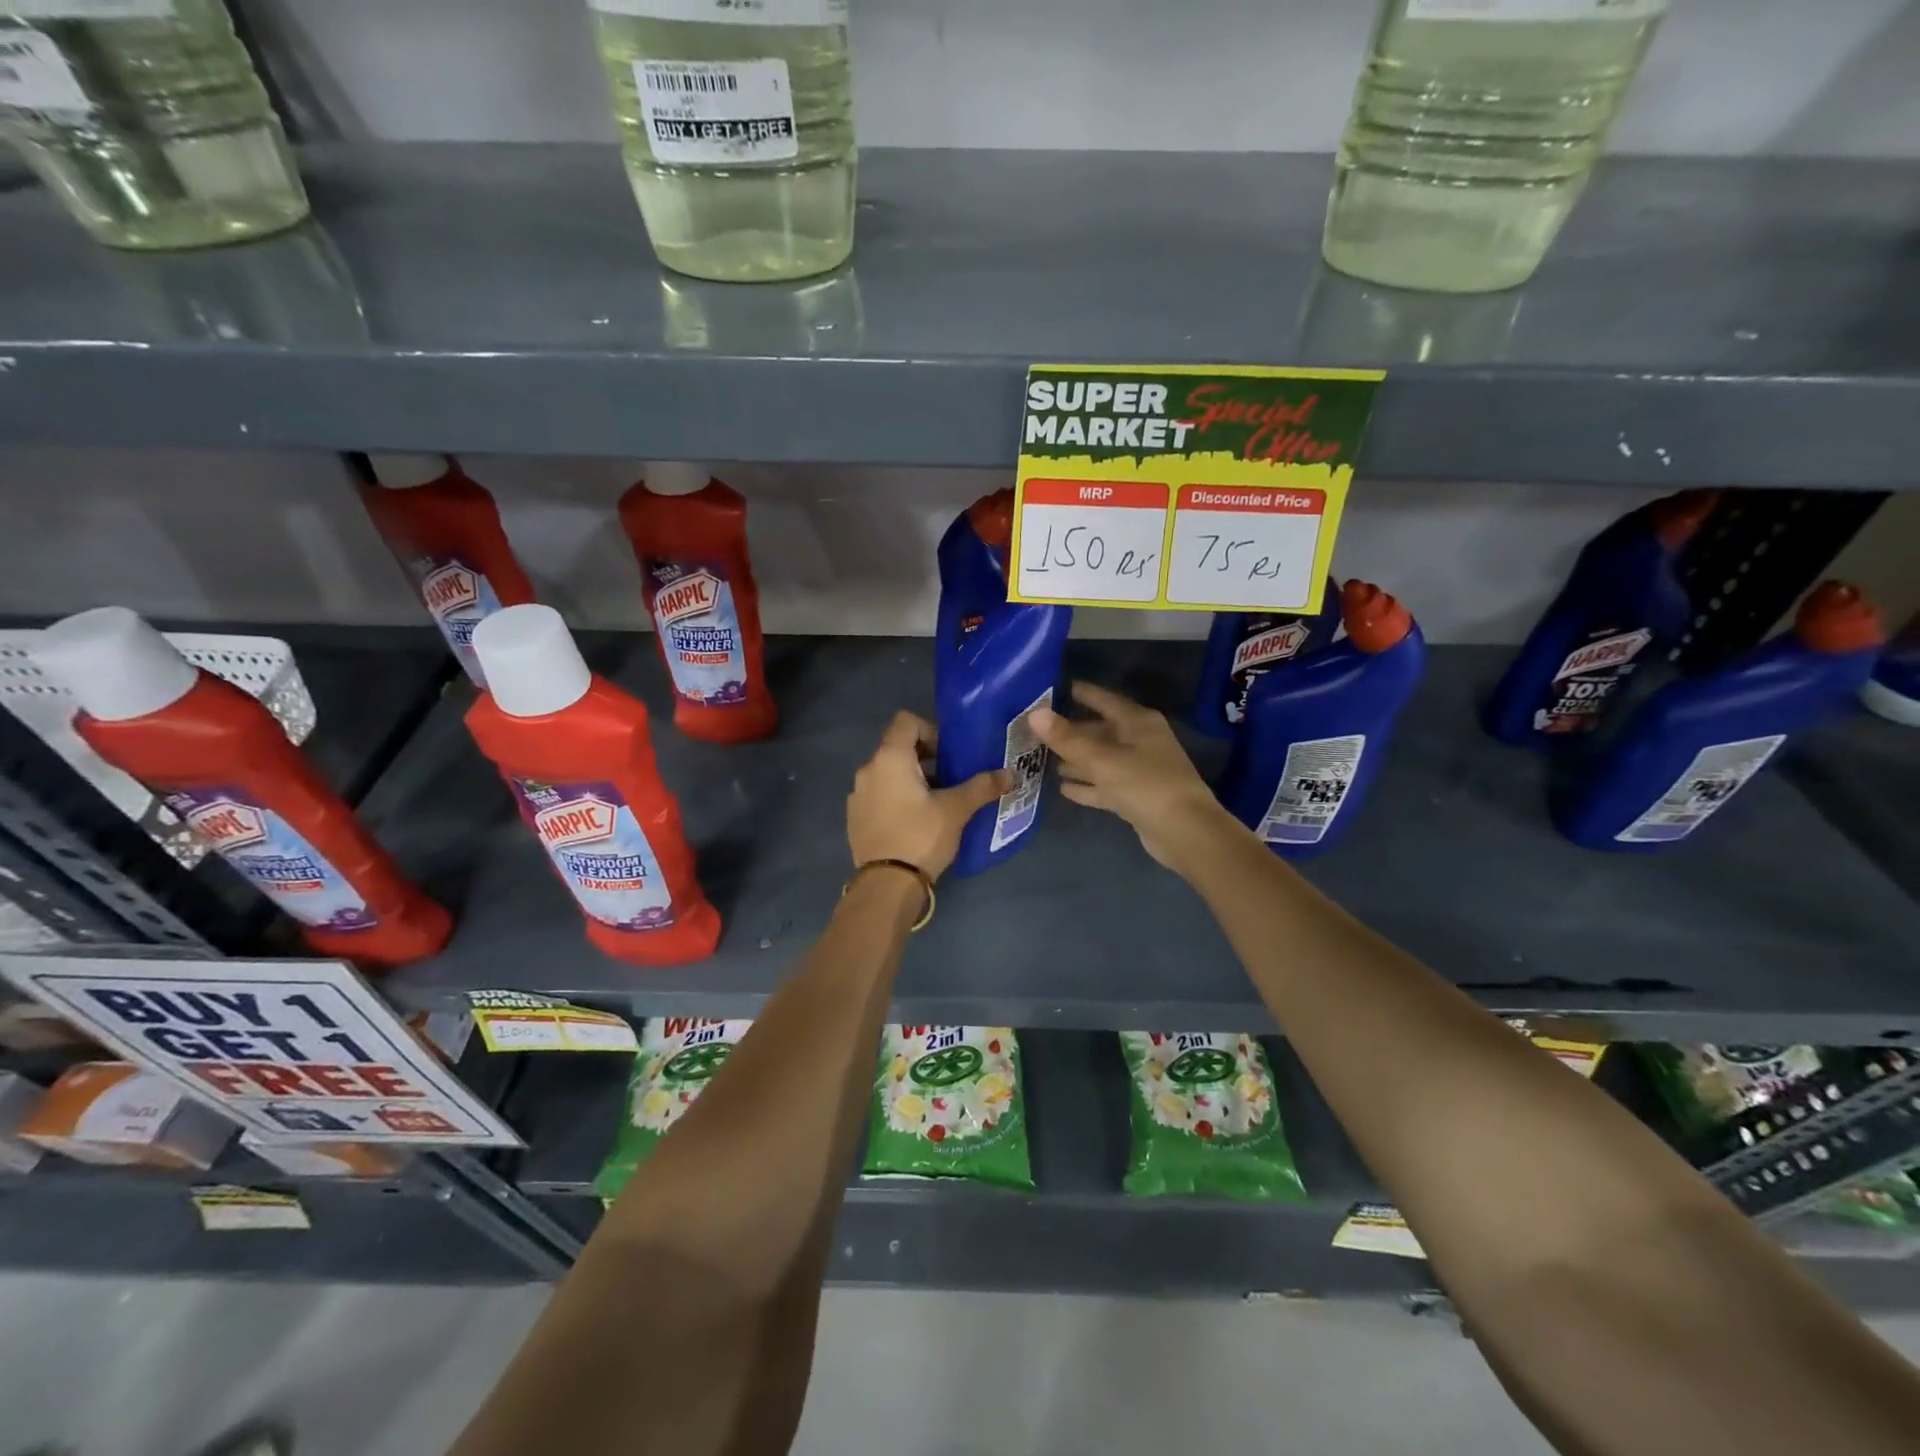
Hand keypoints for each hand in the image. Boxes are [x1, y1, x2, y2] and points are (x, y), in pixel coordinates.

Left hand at [848, 711, 1008, 880]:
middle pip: (896, 747)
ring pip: (887, 773)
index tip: (947, 755)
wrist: (886, 884)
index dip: (930, 731)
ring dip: (910, 779)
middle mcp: (868, 769)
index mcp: (889, 758)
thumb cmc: (921, 836)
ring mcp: (857, 794)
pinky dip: (895, 798)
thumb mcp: (956, 810)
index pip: (906, 721)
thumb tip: (1009, 774)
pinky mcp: (854, 817)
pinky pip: (877, 795)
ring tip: (933, 803)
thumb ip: (982, 787)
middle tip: (948, 779)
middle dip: (924, 757)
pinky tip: (912, 822)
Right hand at [1030, 682, 1235, 871]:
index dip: (1079, 693)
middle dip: (1071, 732)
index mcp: (1137, 722)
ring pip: (1101, 759)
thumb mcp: (1102, 759)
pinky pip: (1106, 785)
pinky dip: (1088, 785)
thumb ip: (1067, 738)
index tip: (1051, 689)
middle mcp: (1140, 741)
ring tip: (1044, 760)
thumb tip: (1034, 713)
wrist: (1185, 832)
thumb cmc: (1145, 785)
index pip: (1103, 699)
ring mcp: (1139, 770)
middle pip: (1100, 731)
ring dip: (1077, 760)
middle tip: (1037, 731)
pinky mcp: (1136, 797)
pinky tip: (1064, 788)